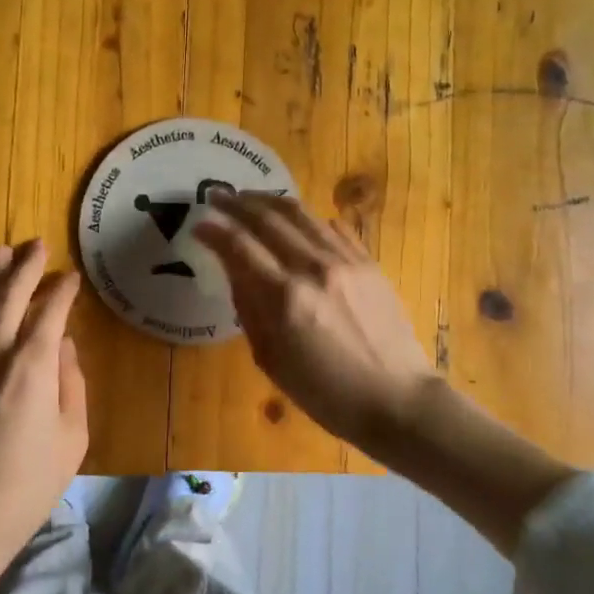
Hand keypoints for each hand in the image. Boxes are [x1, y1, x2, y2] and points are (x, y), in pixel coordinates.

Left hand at [0, 239, 87, 589]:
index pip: (49, 311)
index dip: (61, 290)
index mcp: (31, 366)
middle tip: (36, 245)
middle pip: (7, 295)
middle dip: (23, 266)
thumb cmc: (29, 483)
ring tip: (0, 252)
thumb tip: (65, 348)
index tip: (72, 277)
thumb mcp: (72, 437)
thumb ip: (71, 383)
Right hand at [195, 193, 439, 454]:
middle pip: (268, 219)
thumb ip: (249, 309)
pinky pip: (333, 227)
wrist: (395, 398)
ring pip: (301, 213)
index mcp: (284, 298)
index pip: (239, 246)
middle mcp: (312, 268)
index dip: (214, 230)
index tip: (198, 222)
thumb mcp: (271, 360)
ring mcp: (345, 260)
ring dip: (269, 201)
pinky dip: (307, 218)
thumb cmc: (325, 393)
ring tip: (250, 198)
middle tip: (216, 195)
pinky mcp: (368, 262)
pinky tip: (295, 219)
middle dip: (237, 204)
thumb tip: (234, 270)